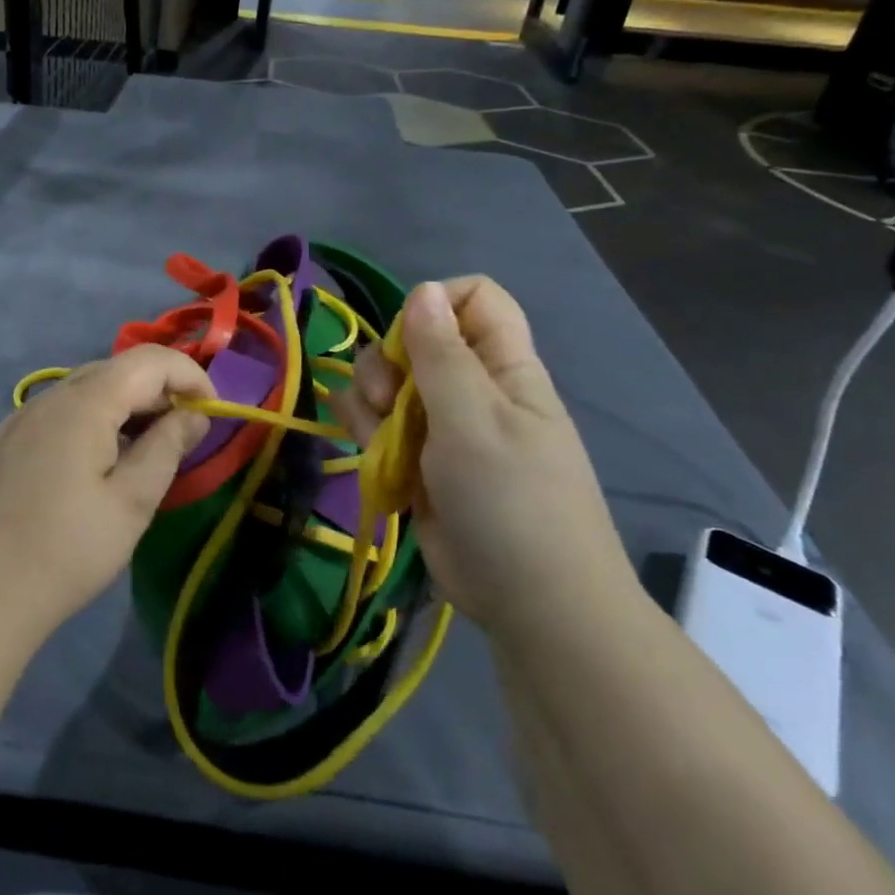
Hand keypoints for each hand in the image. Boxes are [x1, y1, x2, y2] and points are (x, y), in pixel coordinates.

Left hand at [0, 345, 213, 643]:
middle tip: (184, 433)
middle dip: (159, 390)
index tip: (211, 412)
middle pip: (117, 370)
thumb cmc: (69, 550)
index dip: (189, 375)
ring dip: (126, 405)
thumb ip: (167, 447)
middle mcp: (50, 397)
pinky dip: (93, 419)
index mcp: (84, 404)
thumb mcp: (133, 502)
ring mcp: (22, 417)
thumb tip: (194, 416)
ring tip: (146, 448)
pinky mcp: (6, 440)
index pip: (149, 361)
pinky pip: (60, 411)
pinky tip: (97, 461)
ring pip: (87, 389)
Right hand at [332, 278, 633, 633]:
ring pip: (387, 383)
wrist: (530, 604)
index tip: (411, 342)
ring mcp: (442, 427)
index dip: (436, 306)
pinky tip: (365, 448)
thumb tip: (421, 290)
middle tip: (390, 402)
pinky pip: (378, 425)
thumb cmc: (512, 501)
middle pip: (414, 340)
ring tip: (380, 439)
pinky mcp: (417, 462)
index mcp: (503, 367)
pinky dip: (364, 430)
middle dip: (387, 363)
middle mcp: (471, 388)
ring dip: (370, 401)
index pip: (473, 299)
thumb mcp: (474, 420)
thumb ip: (441, 353)